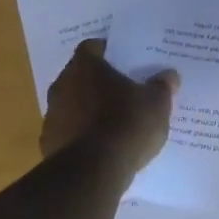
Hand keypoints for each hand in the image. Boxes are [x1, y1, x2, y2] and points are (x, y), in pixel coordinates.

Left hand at [42, 39, 178, 173]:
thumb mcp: (156, 103)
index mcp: (85, 67)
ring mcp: (52, 116)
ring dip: (89, 109)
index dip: (109, 51)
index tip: (125, 60)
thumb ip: (162, 86)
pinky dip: (83, 135)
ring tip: (116, 121)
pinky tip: (103, 146)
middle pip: (81, 76)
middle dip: (100, 82)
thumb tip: (169, 75)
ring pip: (73, 105)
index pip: (92, 47)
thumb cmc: (126, 124)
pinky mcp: (49, 144)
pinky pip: (70, 132)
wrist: (93, 172)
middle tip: (125, 89)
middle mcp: (62, 85)